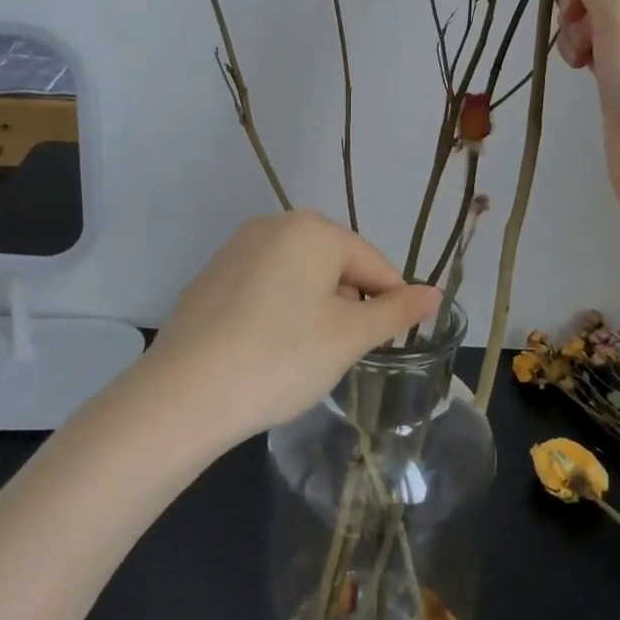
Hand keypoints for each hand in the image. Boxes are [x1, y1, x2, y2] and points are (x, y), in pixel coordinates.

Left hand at [142, 212, 440, 443]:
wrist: (184, 394)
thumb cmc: (282, 357)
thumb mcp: (349, 337)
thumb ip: (396, 311)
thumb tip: (435, 293)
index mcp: (312, 229)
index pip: (373, 263)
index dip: (391, 303)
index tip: (391, 342)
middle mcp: (273, 225)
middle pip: (335, 265)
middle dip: (348, 305)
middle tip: (343, 353)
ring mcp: (236, 249)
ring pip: (299, 276)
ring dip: (315, 310)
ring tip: (306, 356)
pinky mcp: (212, 277)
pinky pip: (265, 287)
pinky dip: (279, 313)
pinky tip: (269, 351)